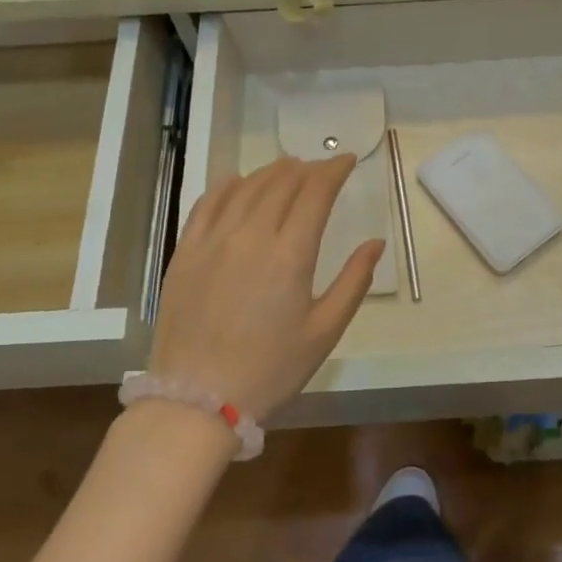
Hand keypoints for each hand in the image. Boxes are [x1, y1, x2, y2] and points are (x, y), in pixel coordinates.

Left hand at [149, 155, 384, 418]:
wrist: (197, 401)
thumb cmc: (270, 370)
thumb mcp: (324, 332)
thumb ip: (354, 282)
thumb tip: (375, 242)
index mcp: (290, 254)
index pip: (316, 192)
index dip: (334, 170)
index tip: (348, 160)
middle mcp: (250, 235)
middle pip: (282, 183)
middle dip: (307, 168)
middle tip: (322, 168)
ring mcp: (213, 240)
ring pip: (246, 187)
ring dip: (272, 172)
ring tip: (288, 168)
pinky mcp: (185, 252)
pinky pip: (207, 203)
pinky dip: (227, 185)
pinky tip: (238, 180)